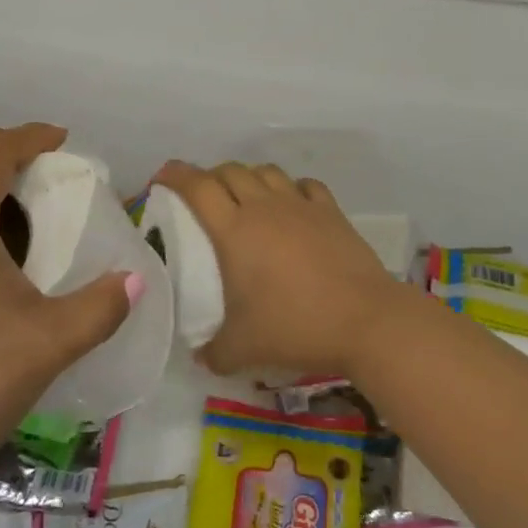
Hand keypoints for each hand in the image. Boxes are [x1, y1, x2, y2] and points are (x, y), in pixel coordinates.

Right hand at [153, 160, 396, 380]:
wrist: (365, 321)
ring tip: (245, 198)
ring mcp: (300, 205)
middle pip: (230, 171)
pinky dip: (291, 188)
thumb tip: (200, 355)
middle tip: (203, 197)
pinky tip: (291, 205)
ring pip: (266, 171)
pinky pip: (304, 185)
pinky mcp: (331, 212)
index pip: (197, 186)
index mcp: (234, 230)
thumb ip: (213, 352)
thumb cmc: (295, 327)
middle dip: (210, 176)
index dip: (175, 175)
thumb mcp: (242, 349)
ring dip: (248, 177)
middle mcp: (264, 206)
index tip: (162, 177)